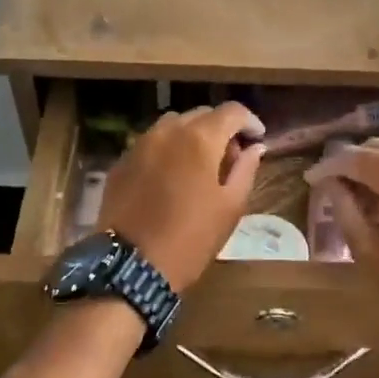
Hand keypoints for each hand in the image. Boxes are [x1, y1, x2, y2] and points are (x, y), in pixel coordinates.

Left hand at [99, 103, 265, 291]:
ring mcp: (139, 144)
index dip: (250, 122)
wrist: (132, 266)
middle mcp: (167, 131)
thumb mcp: (230, 207)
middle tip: (231, 157)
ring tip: (200, 165)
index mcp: (199, 139)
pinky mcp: (121, 162)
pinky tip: (171, 177)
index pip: (232, 111)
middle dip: (220, 129)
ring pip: (172, 126)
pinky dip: (167, 150)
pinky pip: (150, 144)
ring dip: (192, 136)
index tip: (257, 139)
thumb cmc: (192, 238)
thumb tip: (255, 148)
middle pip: (201, 115)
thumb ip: (246, 170)